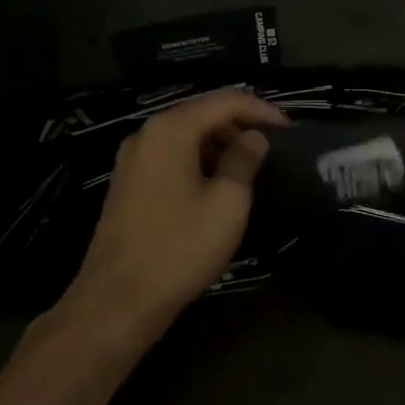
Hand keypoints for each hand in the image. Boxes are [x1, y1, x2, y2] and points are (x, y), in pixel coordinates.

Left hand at [60, 89, 287, 349]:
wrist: (115, 303)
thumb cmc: (178, 249)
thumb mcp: (227, 204)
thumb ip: (244, 161)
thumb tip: (254, 137)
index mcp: (171, 129)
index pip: (225, 101)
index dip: (261, 110)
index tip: (289, 129)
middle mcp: (147, 133)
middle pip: (203, 112)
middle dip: (241, 124)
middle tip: (273, 146)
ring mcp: (133, 158)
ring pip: (186, 134)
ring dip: (220, 143)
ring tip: (252, 164)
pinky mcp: (128, 183)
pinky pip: (171, 155)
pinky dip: (199, 158)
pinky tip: (218, 181)